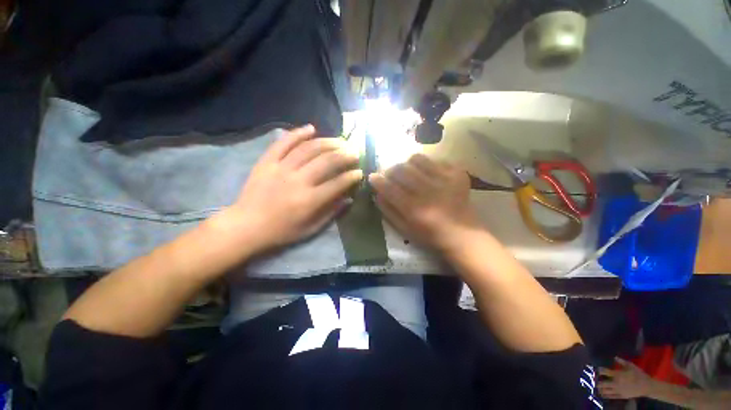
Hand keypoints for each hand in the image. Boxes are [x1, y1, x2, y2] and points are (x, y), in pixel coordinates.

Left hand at [218, 125, 361, 253]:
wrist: (246, 226)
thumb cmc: (281, 231)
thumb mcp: (310, 229)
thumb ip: (331, 213)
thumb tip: (349, 199)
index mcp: (309, 200)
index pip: (337, 183)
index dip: (351, 176)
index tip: (359, 172)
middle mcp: (298, 181)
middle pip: (326, 161)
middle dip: (344, 155)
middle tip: (354, 153)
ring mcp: (281, 168)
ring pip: (309, 149)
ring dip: (327, 142)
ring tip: (339, 141)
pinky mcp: (267, 162)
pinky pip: (283, 143)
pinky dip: (298, 133)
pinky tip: (311, 128)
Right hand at [368, 154, 481, 253]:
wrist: (462, 234)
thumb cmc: (429, 235)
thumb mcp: (404, 229)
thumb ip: (388, 211)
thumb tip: (377, 194)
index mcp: (414, 209)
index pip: (389, 188)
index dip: (377, 180)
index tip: (372, 177)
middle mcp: (428, 192)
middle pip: (402, 170)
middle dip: (391, 170)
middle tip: (391, 175)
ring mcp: (445, 180)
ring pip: (418, 160)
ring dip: (408, 164)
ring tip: (409, 171)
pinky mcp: (457, 174)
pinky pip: (436, 160)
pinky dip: (428, 165)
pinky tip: (428, 174)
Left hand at [599, 357, 654, 399]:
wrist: (647, 386)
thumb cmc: (638, 374)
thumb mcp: (630, 365)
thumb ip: (621, 361)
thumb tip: (614, 357)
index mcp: (617, 374)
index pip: (605, 372)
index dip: (599, 370)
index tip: (596, 369)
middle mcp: (616, 383)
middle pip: (603, 384)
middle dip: (597, 382)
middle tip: (593, 380)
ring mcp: (618, 390)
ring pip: (606, 391)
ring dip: (600, 389)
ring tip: (596, 388)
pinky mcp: (622, 396)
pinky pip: (612, 396)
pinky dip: (606, 395)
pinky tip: (602, 395)